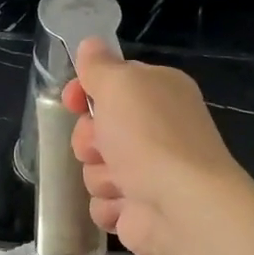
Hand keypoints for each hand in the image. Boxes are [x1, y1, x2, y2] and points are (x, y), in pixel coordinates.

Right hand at [64, 38, 252, 254]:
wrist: (181, 206)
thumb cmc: (150, 136)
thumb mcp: (120, 85)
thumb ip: (100, 65)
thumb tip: (90, 44)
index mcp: (159, 93)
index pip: (112, 84)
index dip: (85, 92)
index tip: (72, 100)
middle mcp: (156, 131)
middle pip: (95, 130)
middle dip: (89, 140)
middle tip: (102, 146)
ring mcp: (148, 173)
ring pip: (95, 169)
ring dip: (100, 175)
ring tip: (123, 181)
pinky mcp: (139, 210)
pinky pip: (103, 203)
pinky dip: (110, 205)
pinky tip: (128, 205)